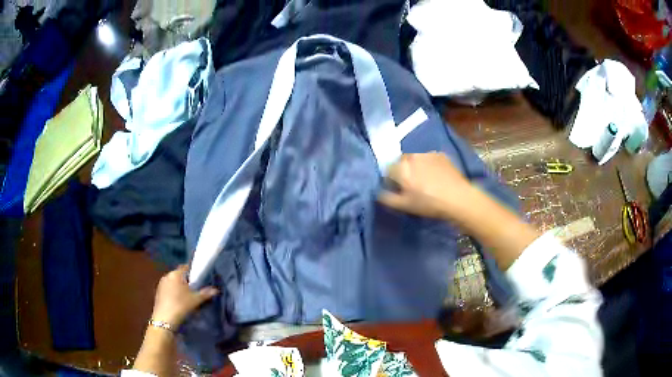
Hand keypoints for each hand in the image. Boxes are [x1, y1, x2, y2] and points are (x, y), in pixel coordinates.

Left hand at [151, 265, 218, 327]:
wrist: (165, 319)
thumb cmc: (181, 305)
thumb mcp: (196, 300)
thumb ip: (206, 293)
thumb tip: (215, 290)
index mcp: (175, 274)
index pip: (186, 267)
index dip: (193, 272)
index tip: (199, 279)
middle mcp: (167, 276)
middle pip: (179, 275)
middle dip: (186, 281)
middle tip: (195, 290)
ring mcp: (161, 284)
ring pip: (173, 283)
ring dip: (179, 288)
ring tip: (187, 298)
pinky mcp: (158, 293)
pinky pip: (168, 290)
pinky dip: (174, 293)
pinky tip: (178, 303)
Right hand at [378, 152, 474, 219]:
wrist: (458, 198)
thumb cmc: (429, 204)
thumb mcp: (405, 206)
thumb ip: (387, 198)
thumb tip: (377, 192)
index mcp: (401, 168)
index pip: (387, 169)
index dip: (391, 179)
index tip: (399, 189)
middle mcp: (411, 156)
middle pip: (401, 162)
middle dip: (404, 171)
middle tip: (412, 185)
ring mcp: (427, 154)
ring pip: (415, 159)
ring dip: (416, 167)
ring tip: (426, 180)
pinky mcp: (440, 155)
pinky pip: (429, 158)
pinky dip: (429, 165)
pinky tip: (437, 177)